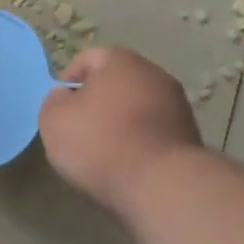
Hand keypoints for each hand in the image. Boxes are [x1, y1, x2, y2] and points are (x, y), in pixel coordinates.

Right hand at [39, 47, 201, 212]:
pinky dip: (138, 141)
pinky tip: (127, 164)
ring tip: (103, 151)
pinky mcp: (189, 135)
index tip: (60, 108)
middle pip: (116, 82)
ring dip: (120, 122)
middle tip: (79, 129)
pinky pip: (153, 131)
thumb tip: (67, 96)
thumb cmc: (100, 143)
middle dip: (97, 102)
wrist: (161, 185)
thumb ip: (55, 100)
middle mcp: (154, 74)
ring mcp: (177, 105)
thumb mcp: (54, 119)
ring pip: (136, 107)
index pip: (88, 58)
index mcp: (121, 61)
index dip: (69, 80)